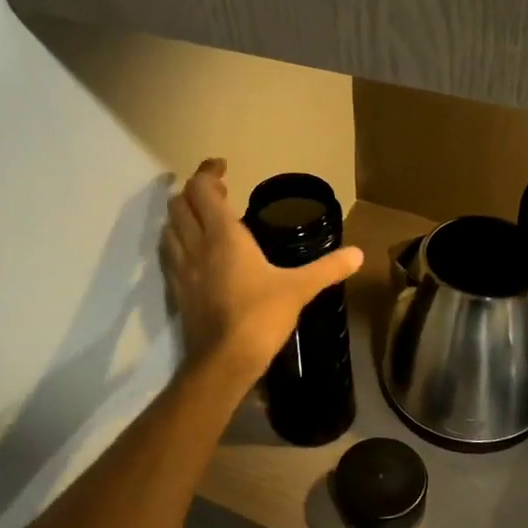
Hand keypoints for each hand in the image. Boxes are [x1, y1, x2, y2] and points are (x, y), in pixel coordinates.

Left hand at [162, 159, 363, 382]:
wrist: (224, 360)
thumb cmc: (261, 316)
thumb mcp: (298, 289)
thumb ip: (328, 268)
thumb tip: (358, 254)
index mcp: (223, 235)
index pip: (201, 190)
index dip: (207, 172)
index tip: (222, 166)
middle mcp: (196, 244)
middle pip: (180, 204)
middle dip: (194, 191)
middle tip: (216, 192)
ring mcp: (182, 268)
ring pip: (169, 227)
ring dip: (182, 215)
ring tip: (203, 217)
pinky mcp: (177, 290)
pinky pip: (169, 253)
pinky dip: (177, 241)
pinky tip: (194, 251)